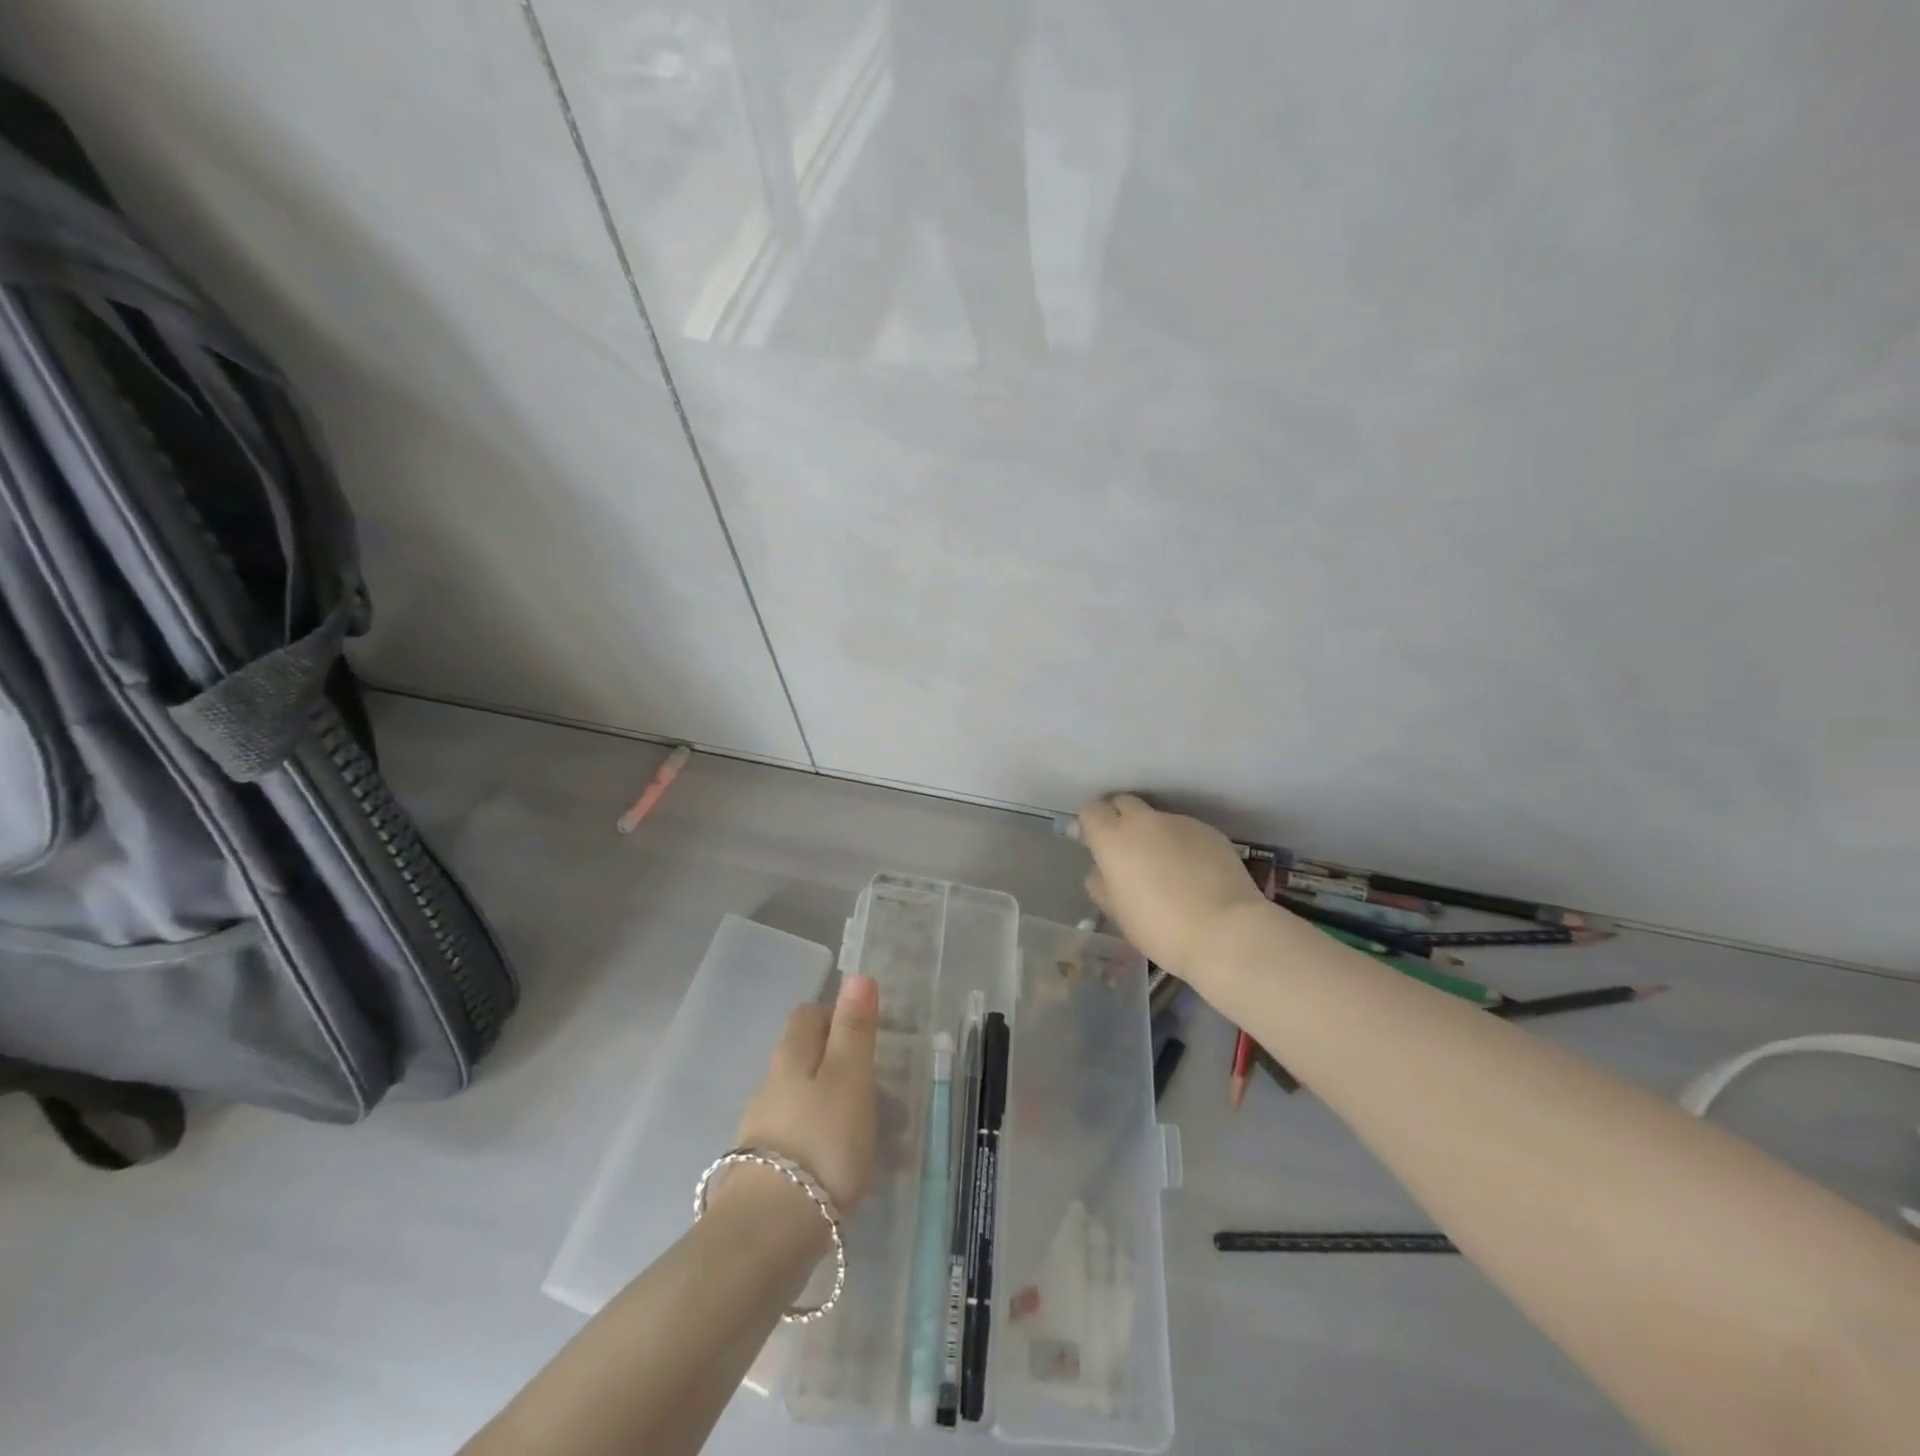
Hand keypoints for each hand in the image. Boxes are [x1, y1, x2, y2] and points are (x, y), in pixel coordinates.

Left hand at [729, 974, 879, 1214]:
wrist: (768, 1235)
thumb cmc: (820, 1142)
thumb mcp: (849, 1077)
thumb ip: (854, 1029)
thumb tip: (858, 976)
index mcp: (791, 1056)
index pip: (809, 1015)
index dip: (838, 1017)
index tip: (871, 1040)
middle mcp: (771, 1086)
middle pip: (809, 1059)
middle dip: (848, 1069)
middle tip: (886, 1094)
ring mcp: (765, 1131)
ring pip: (810, 1103)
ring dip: (844, 1111)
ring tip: (882, 1141)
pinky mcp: (766, 1172)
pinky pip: (806, 1142)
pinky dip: (831, 1146)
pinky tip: (854, 1173)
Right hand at [1078, 794, 1268, 986]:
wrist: (1225, 931)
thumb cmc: (1160, 928)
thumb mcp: (1117, 912)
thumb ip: (1102, 884)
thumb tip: (1102, 870)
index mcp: (1113, 839)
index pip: (1091, 810)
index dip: (1092, 825)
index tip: (1097, 846)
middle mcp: (1144, 821)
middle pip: (1123, 802)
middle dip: (1120, 819)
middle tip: (1128, 852)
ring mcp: (1180, 822)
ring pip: (1157, 819)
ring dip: (1155, 835)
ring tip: (1169, 870)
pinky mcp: (1210, 831)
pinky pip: (1186, 831)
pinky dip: (1183, 846)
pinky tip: (1196, 875)